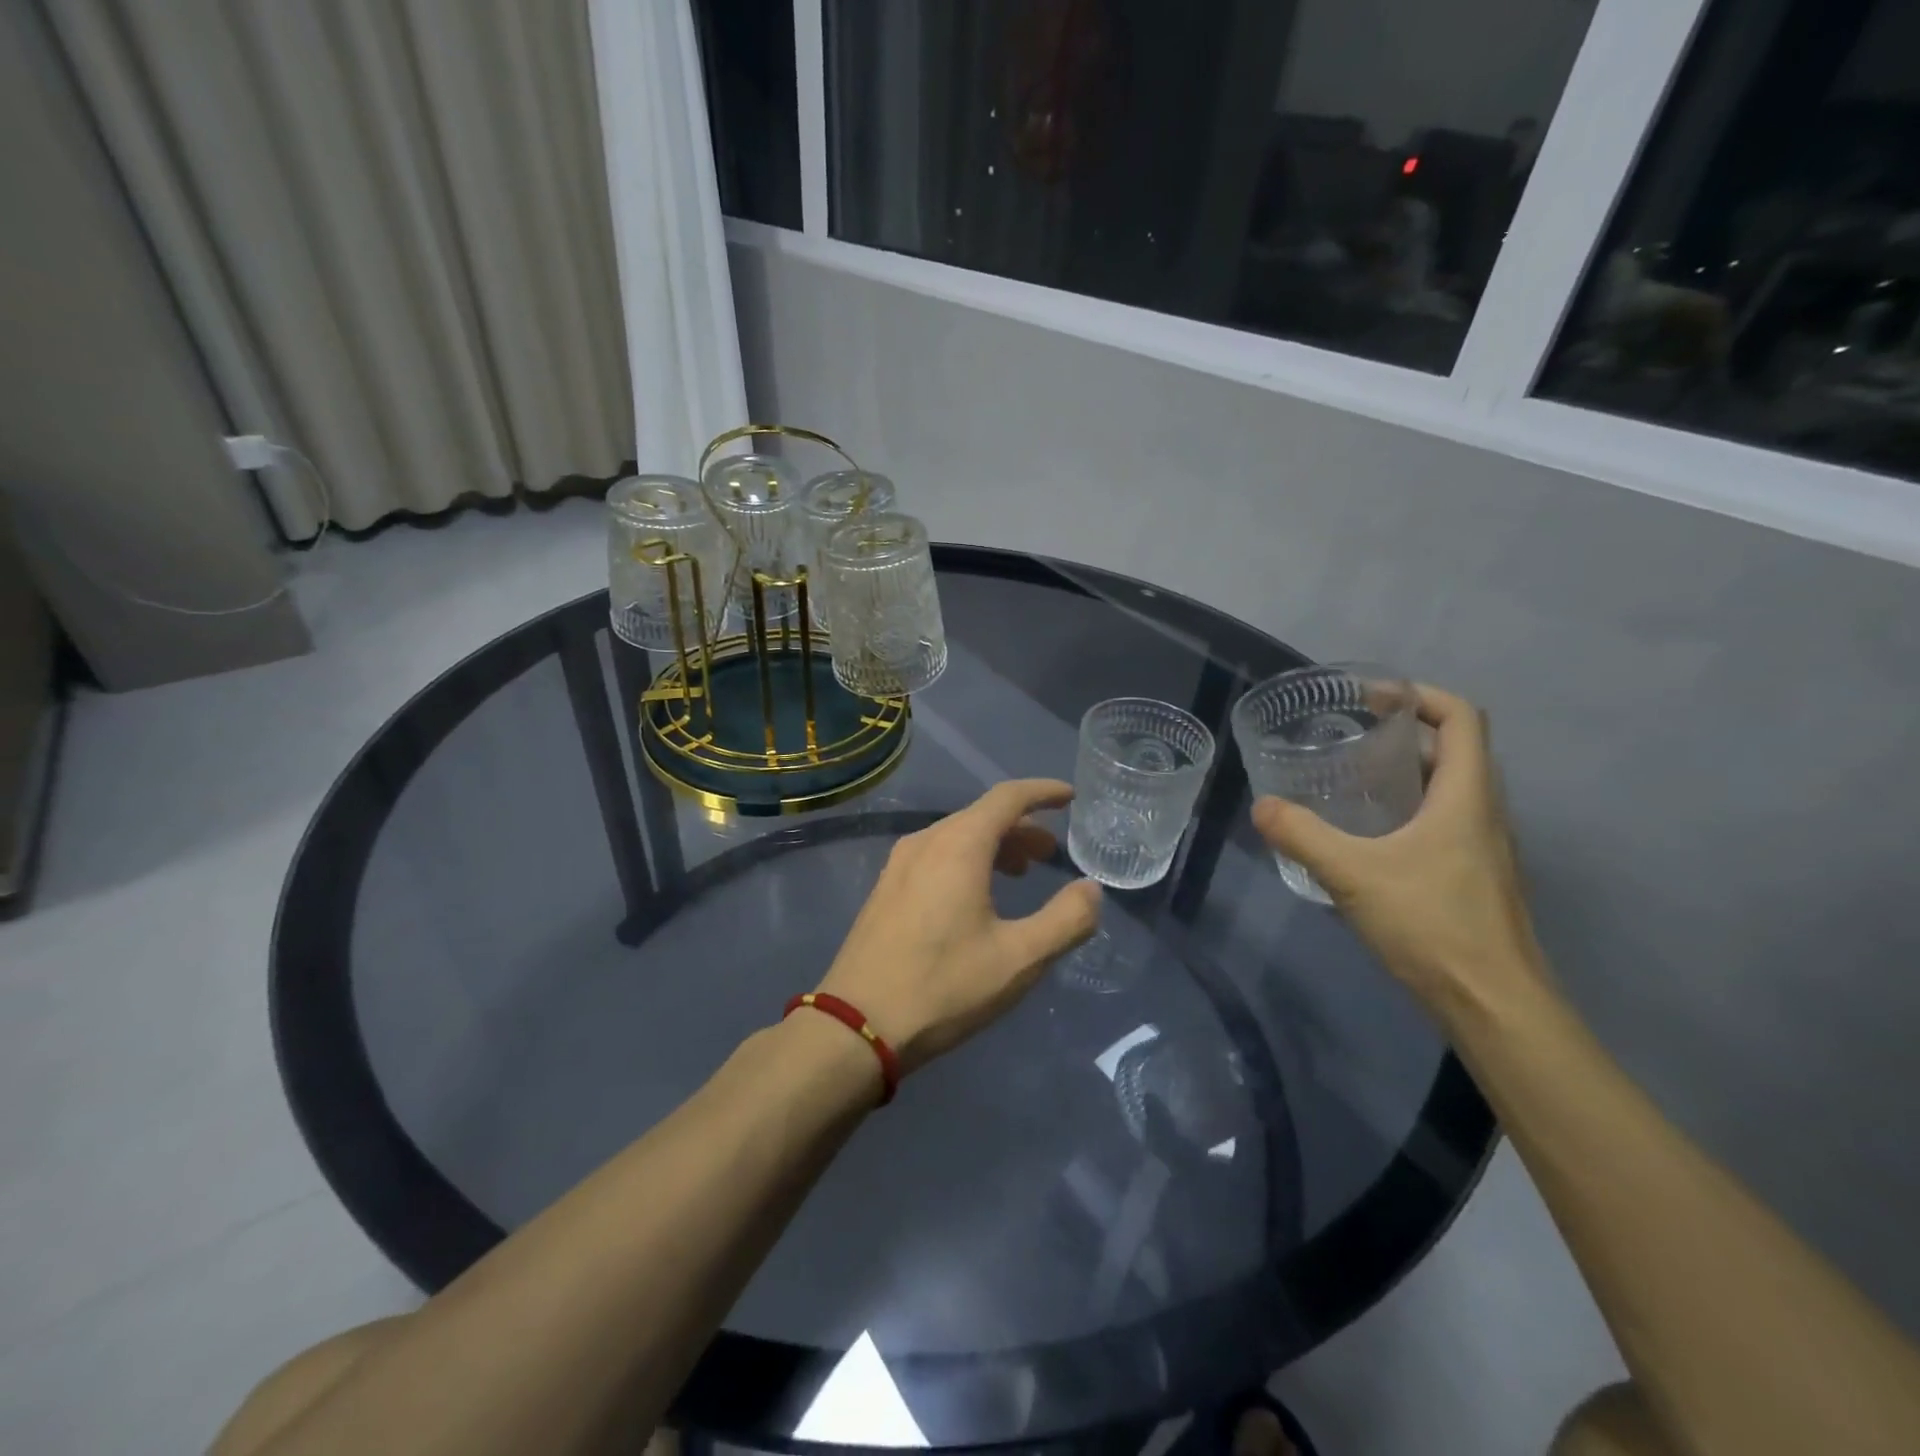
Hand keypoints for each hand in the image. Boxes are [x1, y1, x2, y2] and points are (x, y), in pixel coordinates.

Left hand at [817, 779, 1102, 1072]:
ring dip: (994, 846)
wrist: (856, 1026)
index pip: (1007, 797)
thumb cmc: (944, 986)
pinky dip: (967, 861)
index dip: (1042, 792)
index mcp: (958, 845)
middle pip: (981, 817)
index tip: (1069, 797)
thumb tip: (1090, 889)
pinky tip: (976, 897)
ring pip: (956, 837)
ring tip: (1020, 874)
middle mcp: (925, 842)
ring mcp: (898, 865)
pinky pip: (935, 857)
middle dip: (1022, 828)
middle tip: (1051, 854)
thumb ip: (1065, 920)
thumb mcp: (1019, 959)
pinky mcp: (885, 890)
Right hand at [1251, 686, 1547, 1021]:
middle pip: (1454, 749)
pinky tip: (1367, 837)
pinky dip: (1408, 810)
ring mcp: (1484, 847)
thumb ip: (1303, 836)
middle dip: (1402, 732)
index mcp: (1466, 796)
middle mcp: (1484, 812)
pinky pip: (1443, 821)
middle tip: (1347, 736)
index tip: (1370, 698)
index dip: (1419, 695)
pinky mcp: (1474, 877)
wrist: (1495, 1006)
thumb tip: (1262, 807)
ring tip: (1349, 780)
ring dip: (1405, 773)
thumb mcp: (1354, 876)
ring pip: (1449, 788)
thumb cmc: (1433, 926)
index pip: (1460, 718)